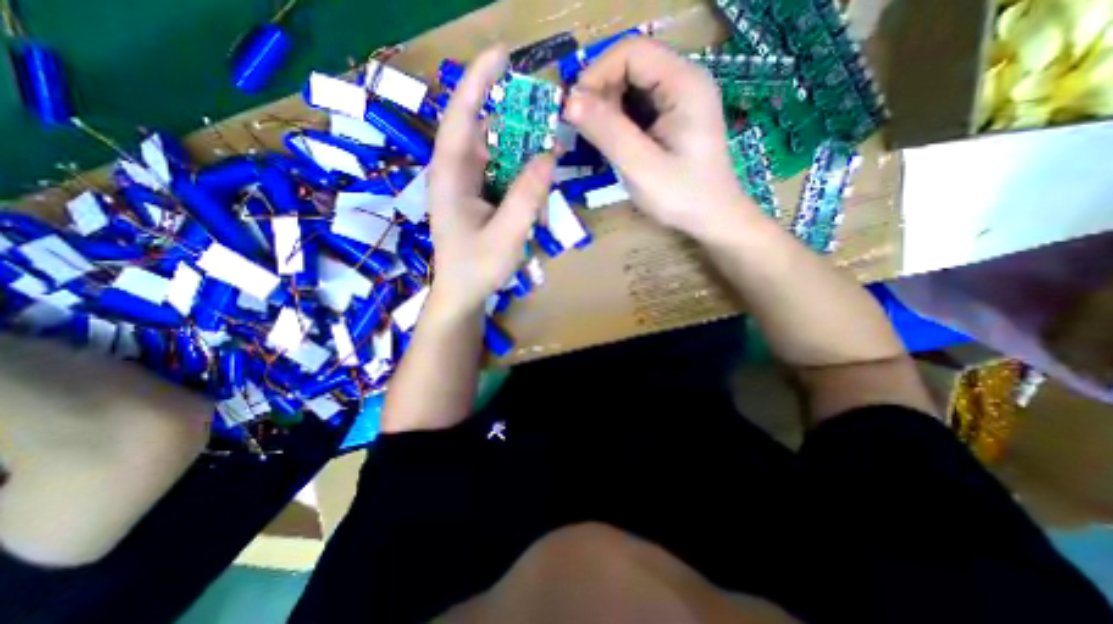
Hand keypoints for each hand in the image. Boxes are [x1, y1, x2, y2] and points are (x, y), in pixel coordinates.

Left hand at [427, 45, 556, 312]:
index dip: (479, 81)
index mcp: (450, 175)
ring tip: (546, 168)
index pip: (462, 116)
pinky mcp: (478, 197)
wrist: (463, 293)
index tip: (503, 55)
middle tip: (547, 122)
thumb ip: (527, 196)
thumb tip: (549, 156)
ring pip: (497, 155)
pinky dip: (521, 178)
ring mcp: (467, 185)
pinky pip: (502, 176)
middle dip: (515, 123)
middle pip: (485, 132)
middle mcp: (455, 173)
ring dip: (523, 157)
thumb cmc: (477, 267)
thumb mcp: (507, 235)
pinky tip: (536, 195)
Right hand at [566, 36, 756, 239]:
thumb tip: (570, 102)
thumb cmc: (681, 197)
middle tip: (583, 131)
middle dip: (600, 94)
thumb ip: (608, 132)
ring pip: (632, 87)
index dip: (597, 74)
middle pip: (631, 66)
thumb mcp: (641, 167)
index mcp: (684, 84)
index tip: (575, 110)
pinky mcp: (674, 118)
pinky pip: (639, 107)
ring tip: (596, 140)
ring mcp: (680, 100)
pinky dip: (619, 121)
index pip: (631, 51)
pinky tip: (614, 143)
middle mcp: (685, 81)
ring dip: (607, 109)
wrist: (712, 218)